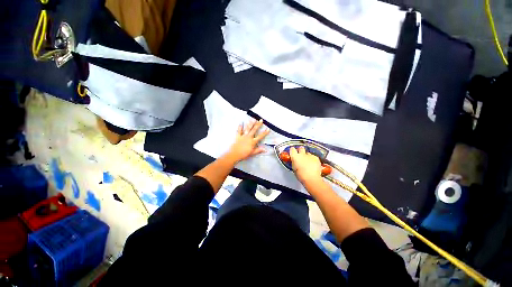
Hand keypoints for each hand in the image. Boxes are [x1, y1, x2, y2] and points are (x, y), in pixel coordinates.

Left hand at [227, 119, 269, 161]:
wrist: (234, 154)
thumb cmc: (244, 154)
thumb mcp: (252, 153)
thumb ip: (258, 150)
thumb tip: (265, 150)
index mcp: (253, 141)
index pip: (260, 136)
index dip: (265, 133)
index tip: (268, 129)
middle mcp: (249, 137)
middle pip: (254, 130)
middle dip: (258, 124)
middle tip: (261, 120)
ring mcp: (243, 136)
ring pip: (247, 128)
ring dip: (250, 123)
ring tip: (253, 119)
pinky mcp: (238, 136)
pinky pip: (239, 131)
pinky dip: (240, 127)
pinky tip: (241, 123)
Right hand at [290, 146, 322, 183]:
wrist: (312, 178)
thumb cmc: (302, 176)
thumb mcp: (294, 169)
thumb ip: (294, 163)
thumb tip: (295, 161)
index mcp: (295, 157)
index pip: (292, 149)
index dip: (292, 150)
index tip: (293, 152)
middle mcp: (302, 154)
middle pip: (301, 148)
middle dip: (300, 150)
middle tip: (301, 155)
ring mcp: (309, 155)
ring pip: (308, 153)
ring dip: (307, 156)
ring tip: (308, 162)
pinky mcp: (316, 157)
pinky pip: (313, 156)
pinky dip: (313, 159)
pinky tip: (313, 164)